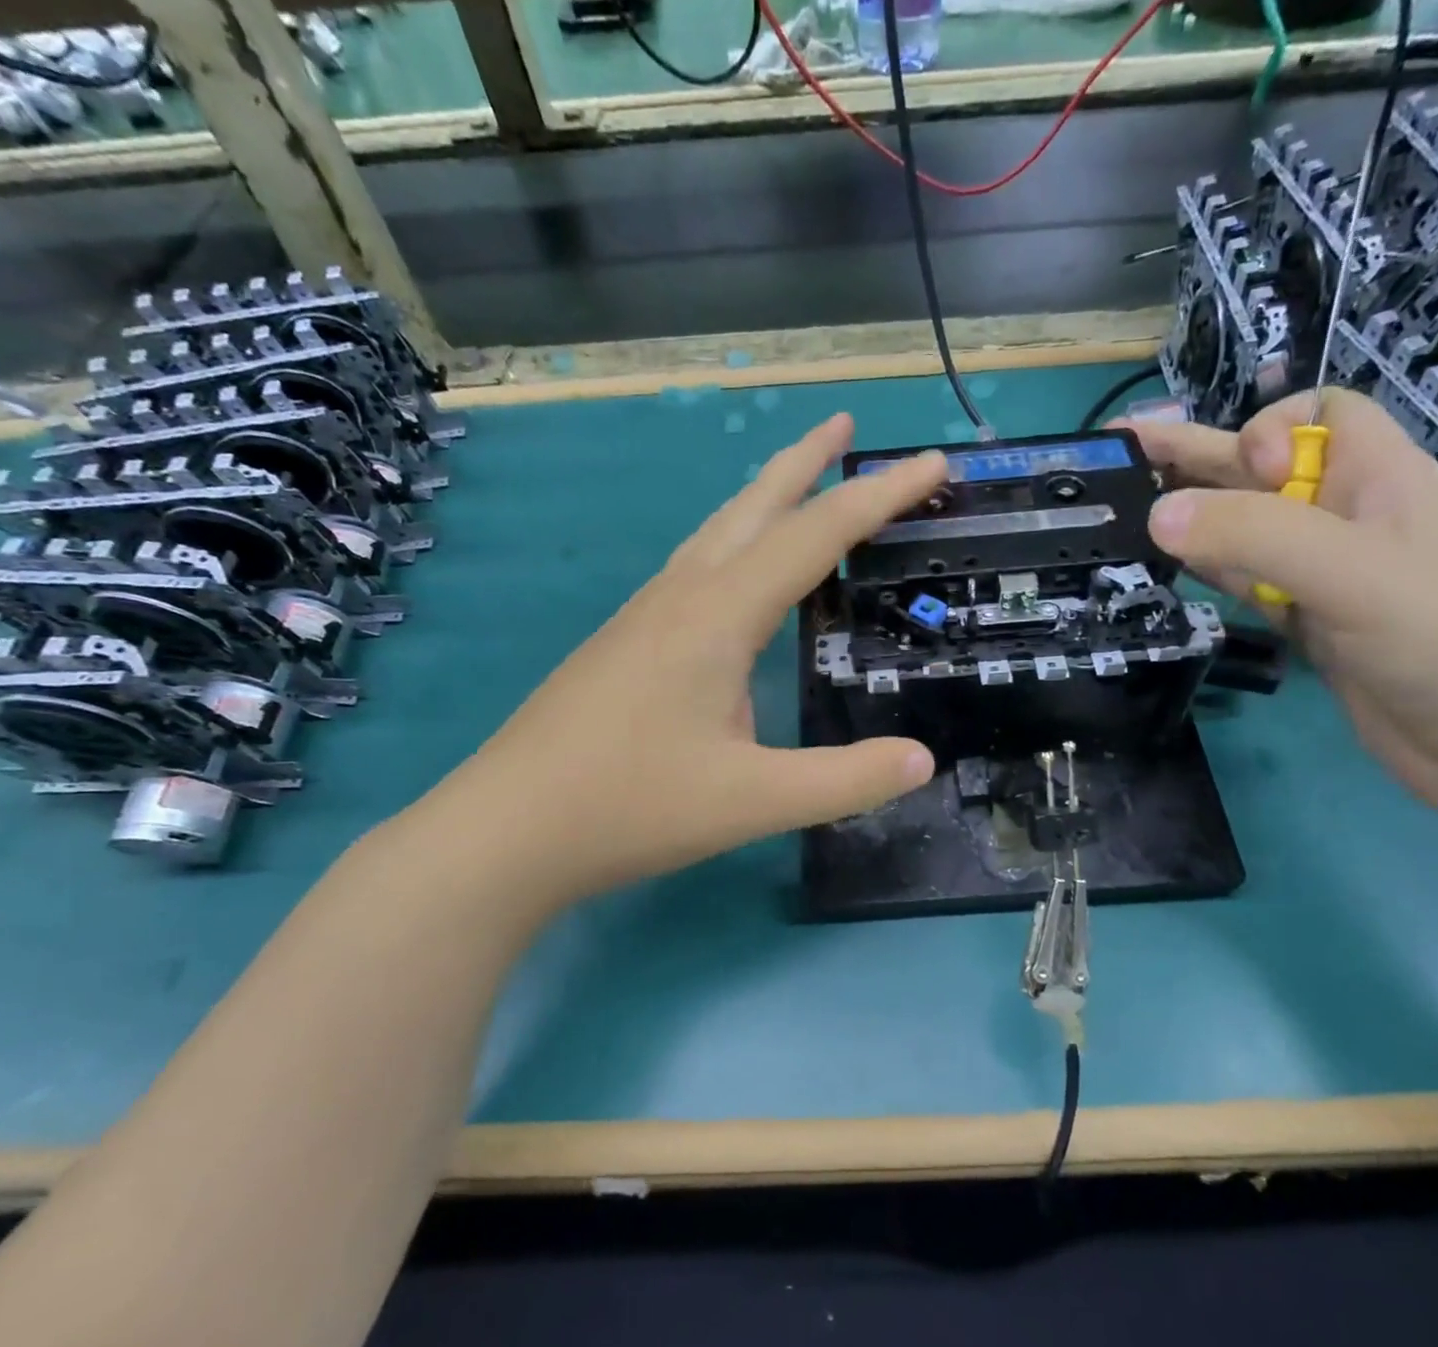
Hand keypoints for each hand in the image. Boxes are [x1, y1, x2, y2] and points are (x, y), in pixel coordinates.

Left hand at [432, 414, 941, 907]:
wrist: (506, 830)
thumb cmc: (629, 808)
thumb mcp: (754, 802)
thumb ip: (845, 781)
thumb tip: (924, 760)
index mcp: (718, 615)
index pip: (816, 535)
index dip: (880, 496)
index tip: (932, 463)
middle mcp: (681, 596)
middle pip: (755, 505)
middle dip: (808, 461)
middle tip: (848, 425)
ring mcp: (644, 616)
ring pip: (717, 533)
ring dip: (766, 498)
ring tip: (800, 482)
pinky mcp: (625, 642)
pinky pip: (695, 568)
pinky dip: (735, 544)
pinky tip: (735, 574)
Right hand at [1125, 388, 1437, 822]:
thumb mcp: (1353, 572)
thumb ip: (1254, 537)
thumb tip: (1157, 514)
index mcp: (1379, 478)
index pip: (1320, 414)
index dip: (1269, 429)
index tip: (1244, 475)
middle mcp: (1348, 518)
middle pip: (1263, 472)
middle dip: (1197, 458)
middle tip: (1120, 454)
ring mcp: (1327, 577)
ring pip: (1247, 532)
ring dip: (1193, 519)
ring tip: (1124, 512)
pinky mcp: (1311, 627)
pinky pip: (1248, 586)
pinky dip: (1209, 573)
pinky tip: (1169, 569)